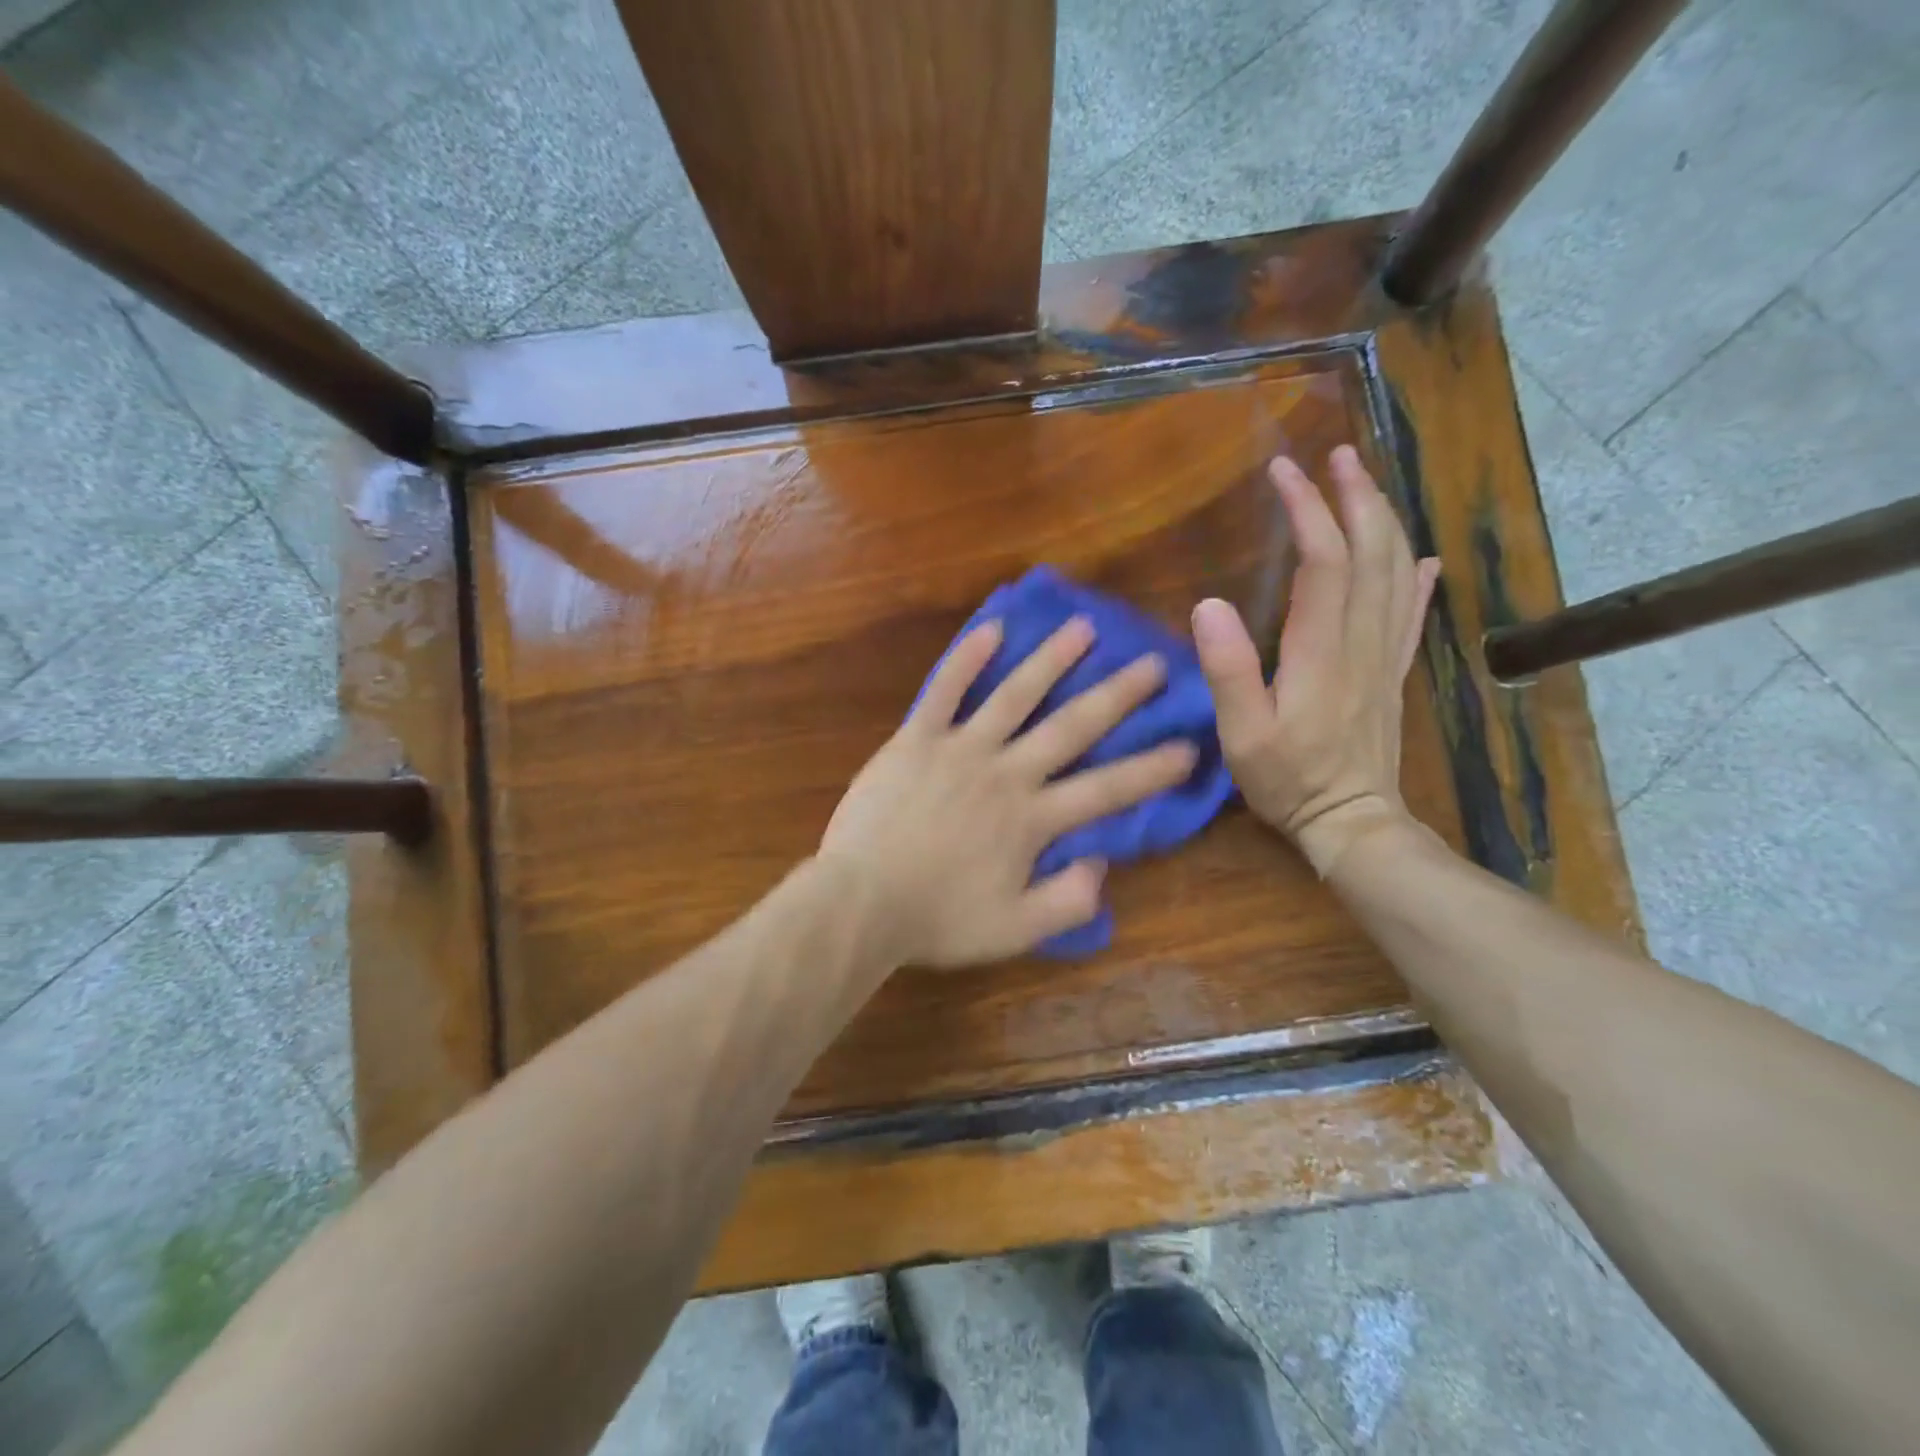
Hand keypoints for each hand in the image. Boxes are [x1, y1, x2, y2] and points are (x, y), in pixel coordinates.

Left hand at [820, 617, 1198, 967]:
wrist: (860, 901)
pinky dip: (966, 659)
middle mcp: (1005, 773)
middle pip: (1071, 728)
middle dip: (1117, 696)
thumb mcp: (1014, 931)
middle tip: (1154, 664)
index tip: (1189, 746)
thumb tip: (1102, 862)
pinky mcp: (916, 738)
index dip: (1151, 769)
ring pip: (1014, 695)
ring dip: (1051, 660)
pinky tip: (991, 628)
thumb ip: (1066, 901)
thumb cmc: (937, 919)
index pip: (1106, 790)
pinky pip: (943, 690)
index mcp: (1031, 819)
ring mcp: (960, 749)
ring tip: (1083, 627)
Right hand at [1191, 447, 1440, 875]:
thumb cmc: (1289, 781)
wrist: (1353, 823)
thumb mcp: (1242, 734)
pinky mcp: (1392, 674)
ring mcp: (1385, 656)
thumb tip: (1208, 605)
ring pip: (1396, 573)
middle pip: (1372, 553)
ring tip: (1366, 486)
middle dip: (1356, 497)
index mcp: (1322, 650)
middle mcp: (1362, 641)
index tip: (1284, 473)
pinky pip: (1413, 614)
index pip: (1324, 561)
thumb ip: (1228, 670)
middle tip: (1336, 457)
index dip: (1308, 511)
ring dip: (1384, 522)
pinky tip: (1422, 557)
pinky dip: (1418, 578)